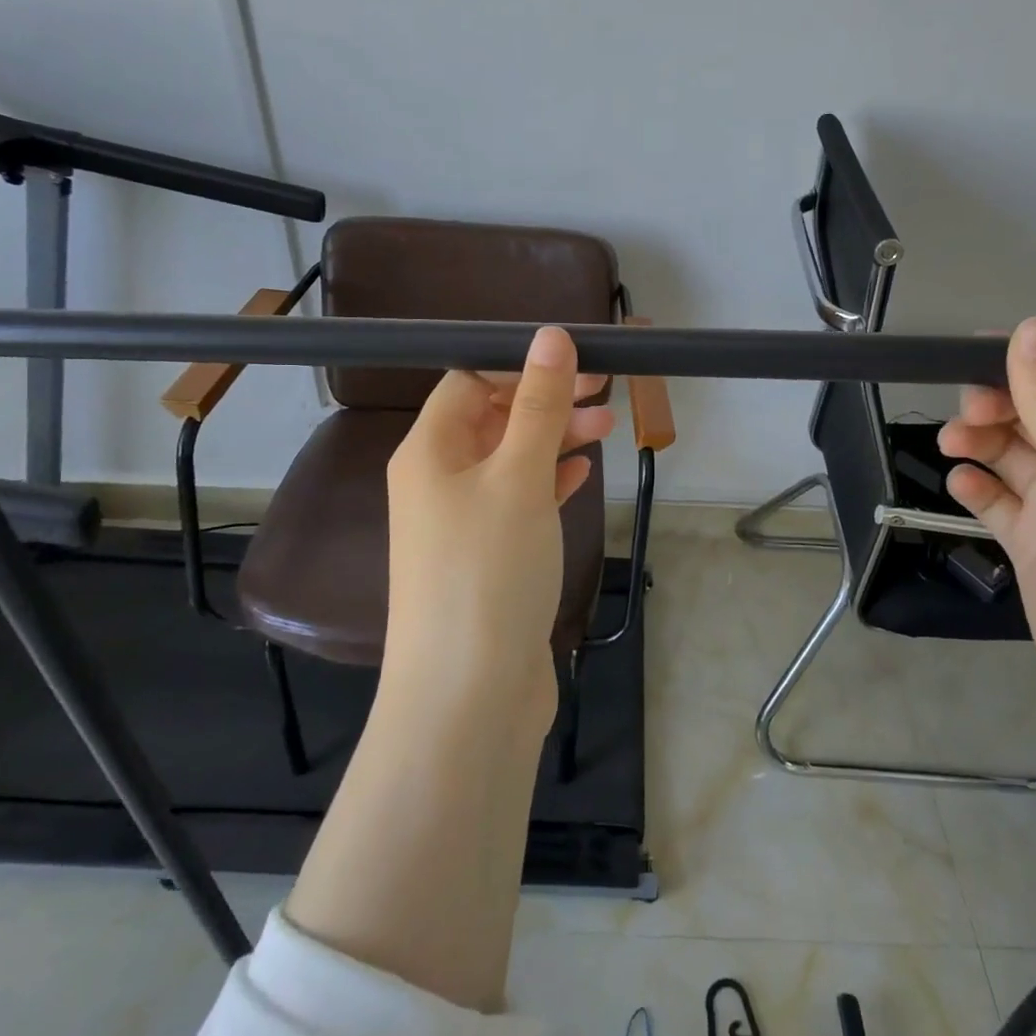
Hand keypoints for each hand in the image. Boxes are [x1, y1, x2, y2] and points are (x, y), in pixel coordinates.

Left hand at [383, 327, 613, 727]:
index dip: (520, 366)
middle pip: (492, 418)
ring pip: (510, 460)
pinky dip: (549, 481)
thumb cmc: (488, 572)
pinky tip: (581, 475)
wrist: (468, 699)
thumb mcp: (519, 477)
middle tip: (605, 391)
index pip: (469, 382)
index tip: (577, 363)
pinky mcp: (487, 559)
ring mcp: (461, 524)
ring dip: (554, 438)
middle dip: (546, 400)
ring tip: (607, 429)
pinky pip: (518, 501)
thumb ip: (538, 406)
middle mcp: (437, 481)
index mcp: (428, 451)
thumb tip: (550, 335)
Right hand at [938, 316, 1035, 746]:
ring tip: (950, 444)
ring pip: (1018, 461)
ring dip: (983, 445)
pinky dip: (981, 491)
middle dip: (1000, 409)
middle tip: (965, 413)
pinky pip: (1005, 506)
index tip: (973, 354)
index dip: (1030, 368)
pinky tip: (960, 484)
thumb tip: (1031, 326)